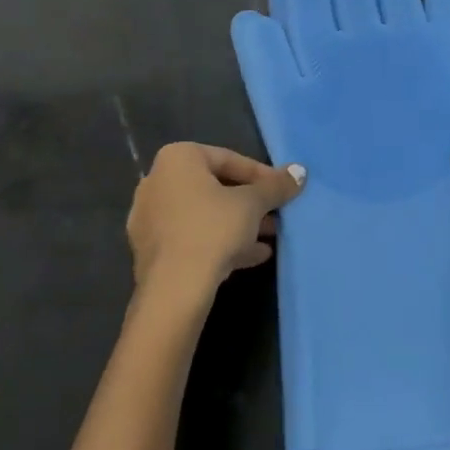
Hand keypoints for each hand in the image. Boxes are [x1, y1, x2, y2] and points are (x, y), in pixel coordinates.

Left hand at [127, 143, 305, 298]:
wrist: (173, 291)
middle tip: (276, 216)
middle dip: (249, 203)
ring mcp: (149, 216)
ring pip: (204, 214)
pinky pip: (191, 236)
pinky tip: (250, 257)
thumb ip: (275, 186)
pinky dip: (218, 241)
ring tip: (269, 239)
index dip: (262, 176)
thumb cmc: (212, 230)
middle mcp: (157, 180)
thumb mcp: (252, 204)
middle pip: (215, 186)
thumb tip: (300, 171)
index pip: (229, 159)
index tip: (284, 192)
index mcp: (177, 158)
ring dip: (237, 224)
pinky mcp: (150, 249)